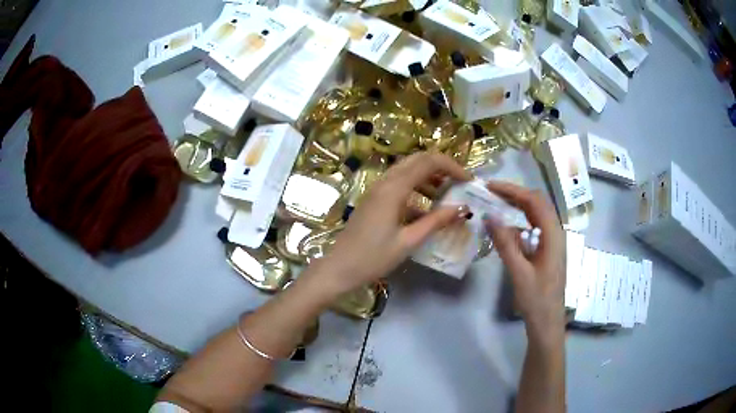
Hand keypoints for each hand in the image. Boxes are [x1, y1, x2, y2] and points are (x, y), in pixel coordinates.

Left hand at [319, 152, 471, 293]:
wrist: (339, 268)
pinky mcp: (374, 199)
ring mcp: (377, 189)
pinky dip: (416, 189)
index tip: (468, 180)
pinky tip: (426, 209)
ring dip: (429, 177)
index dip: (452, 166)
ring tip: (447, 195)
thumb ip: (436, 222)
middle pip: (418, 160)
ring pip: (408, 171)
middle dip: (441, 167)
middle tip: (459, 183)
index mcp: (394, 188)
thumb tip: (462, 209)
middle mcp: (385, 182)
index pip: (429, 162)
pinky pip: (399, 184)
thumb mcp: (409, 241)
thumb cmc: (373, 257)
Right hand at [483, 181, 565, 339]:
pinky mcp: (548, 250)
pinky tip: (507, 227)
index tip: (490, 186)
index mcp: (553, 235)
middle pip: (538, 203)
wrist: (547, 322)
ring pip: (537, 214)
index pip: (534, 201)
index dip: (512, 190)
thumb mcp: (518, 272)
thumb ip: (505, 243)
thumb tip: (489, 215)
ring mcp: (553, 241)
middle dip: (515, 194)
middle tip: (490, 193)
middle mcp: (556, 233)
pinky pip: (535, 227)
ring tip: (496, 204)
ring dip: (518, 205)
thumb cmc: (536, 300)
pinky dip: (521, 220)